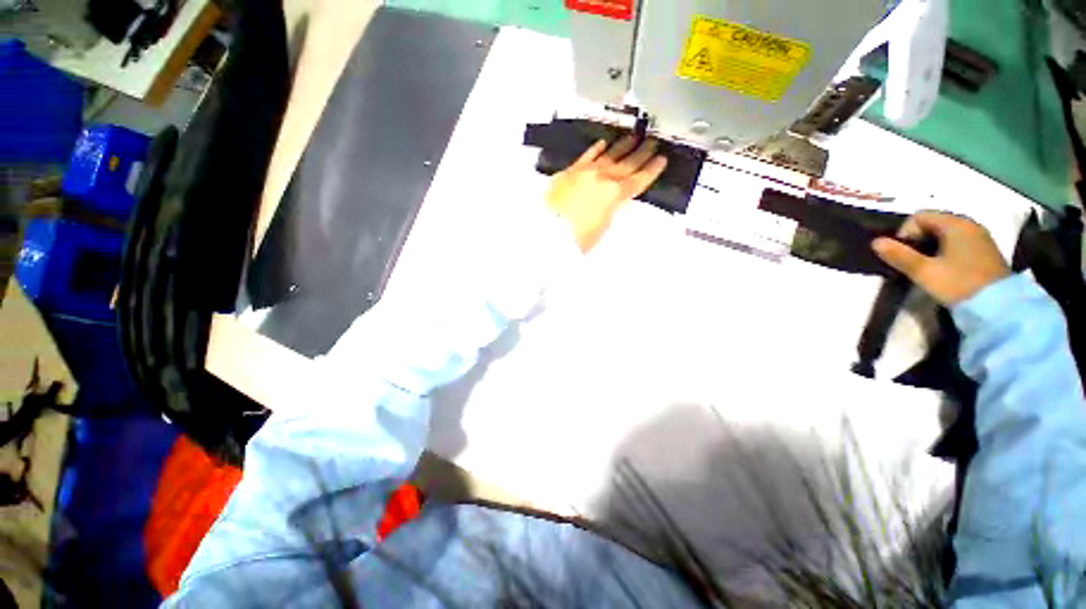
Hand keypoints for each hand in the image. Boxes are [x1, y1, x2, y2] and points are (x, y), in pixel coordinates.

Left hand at [546, 136, 667, 252]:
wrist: (548, 233)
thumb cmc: (578, 238)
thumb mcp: (603, 226)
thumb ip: (611, 207)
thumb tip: (613, 198)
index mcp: (614, 194)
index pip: (638, 179)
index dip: (652, 169)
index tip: (662, 159)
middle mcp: (603, 178)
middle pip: (626, 163)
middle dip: (641, 153)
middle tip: (652, 141)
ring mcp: (585, 172)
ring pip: (608, 156)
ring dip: (622, 146)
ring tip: (633, 137)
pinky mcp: (569, 172)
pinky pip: (586, 156)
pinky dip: (595, 150)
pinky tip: (603, 143)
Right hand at [872, 212, 1009, 305]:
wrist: (998, 308)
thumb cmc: (958, 284)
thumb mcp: (924, 272)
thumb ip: (899, 255)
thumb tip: (875, 242)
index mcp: (955, 224)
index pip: (919, 217)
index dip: (905, 233)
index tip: (902, 255)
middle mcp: (969, 224)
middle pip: (933, 223)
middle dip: (917, 240)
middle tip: (911, 262)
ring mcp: (979, 237)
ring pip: (945, 234)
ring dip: (931, 247)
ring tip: (926, 267)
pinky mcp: (985, 251)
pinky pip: (958, 243)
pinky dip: (945, 251)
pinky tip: (943, 268)